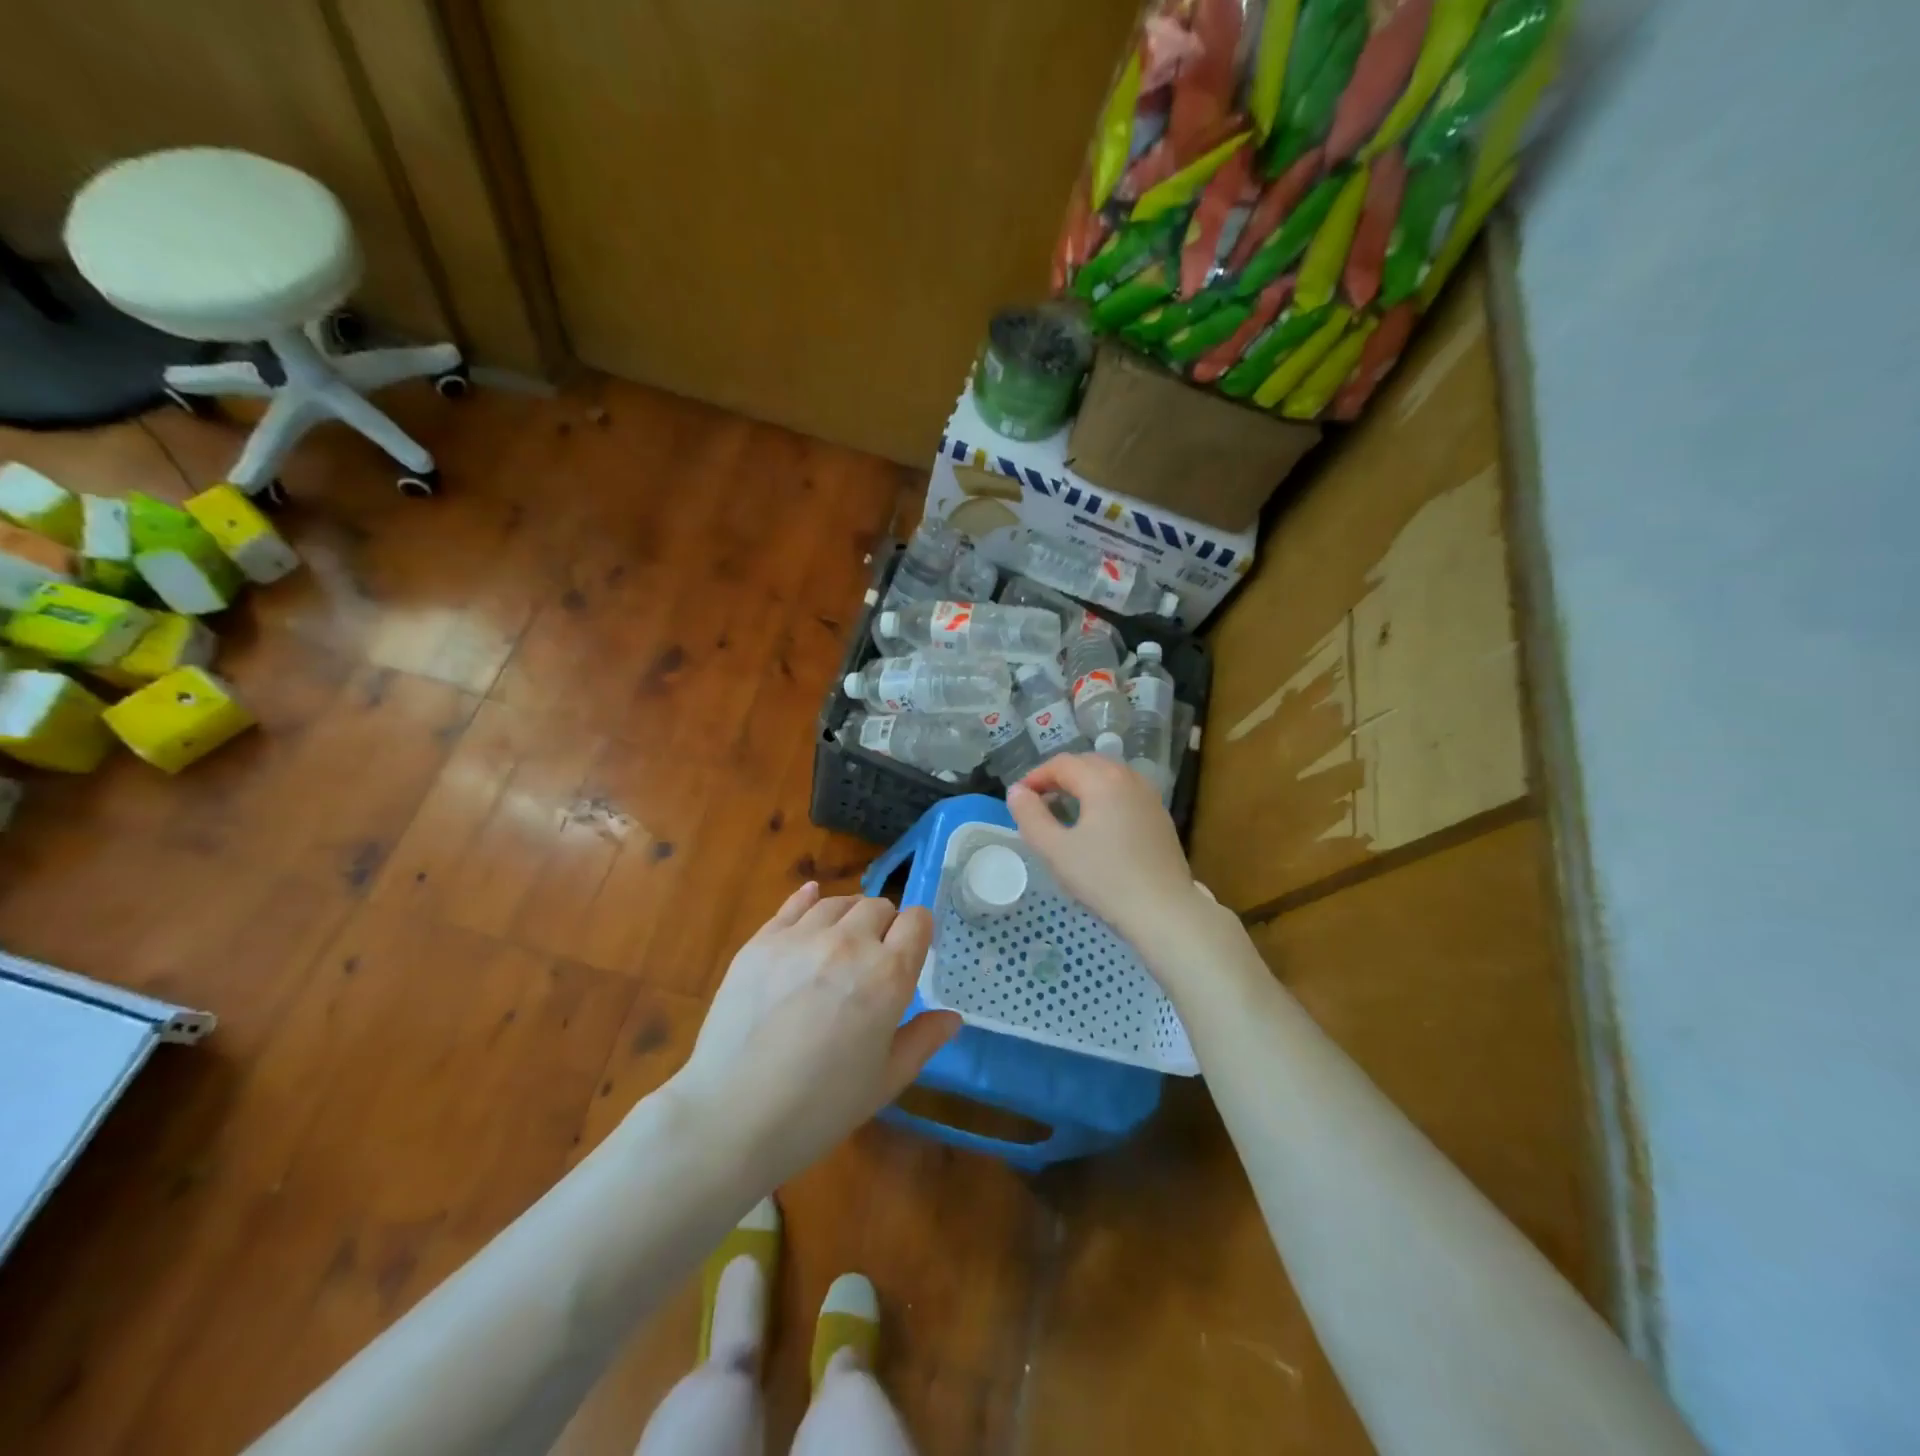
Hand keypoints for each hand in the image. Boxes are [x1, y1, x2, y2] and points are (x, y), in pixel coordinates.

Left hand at [673, 883, 959, 1182]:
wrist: (733, 1116)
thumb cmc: (820, 1108)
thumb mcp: (885, 1081)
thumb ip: (922, 1040)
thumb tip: (953, 1017)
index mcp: (887, 975)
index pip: (917, 921)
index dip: (919, 931)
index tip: (912, 949)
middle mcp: (849, 943)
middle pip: (878, 907)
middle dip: (885, 925)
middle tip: (875, 957)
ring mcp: (801, 938)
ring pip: (838, 903)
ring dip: (849, 915)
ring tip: (844, 938)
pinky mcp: (762, 941)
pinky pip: (793, 904)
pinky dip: (809, 898)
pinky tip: (812, 896)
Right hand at [1008, 753, 1224, 961]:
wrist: (1163, 910)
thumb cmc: (1104, 878)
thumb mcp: (1055, 849)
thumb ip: (1030, 816)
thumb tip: (1017, 792)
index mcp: (1102, 780)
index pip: (1062, 764)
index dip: (1036, 777)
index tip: (1019, 799)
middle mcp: (1128, 778)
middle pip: (1087, 764)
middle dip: (1059, 777)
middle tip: (1039, 801)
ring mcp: (1149, 796)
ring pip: (1109, 776)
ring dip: (1083, 784)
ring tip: (1065, 809)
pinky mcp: (1160, 816)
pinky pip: (1125, 792)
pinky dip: (1104, 796)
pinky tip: (1097, 823)